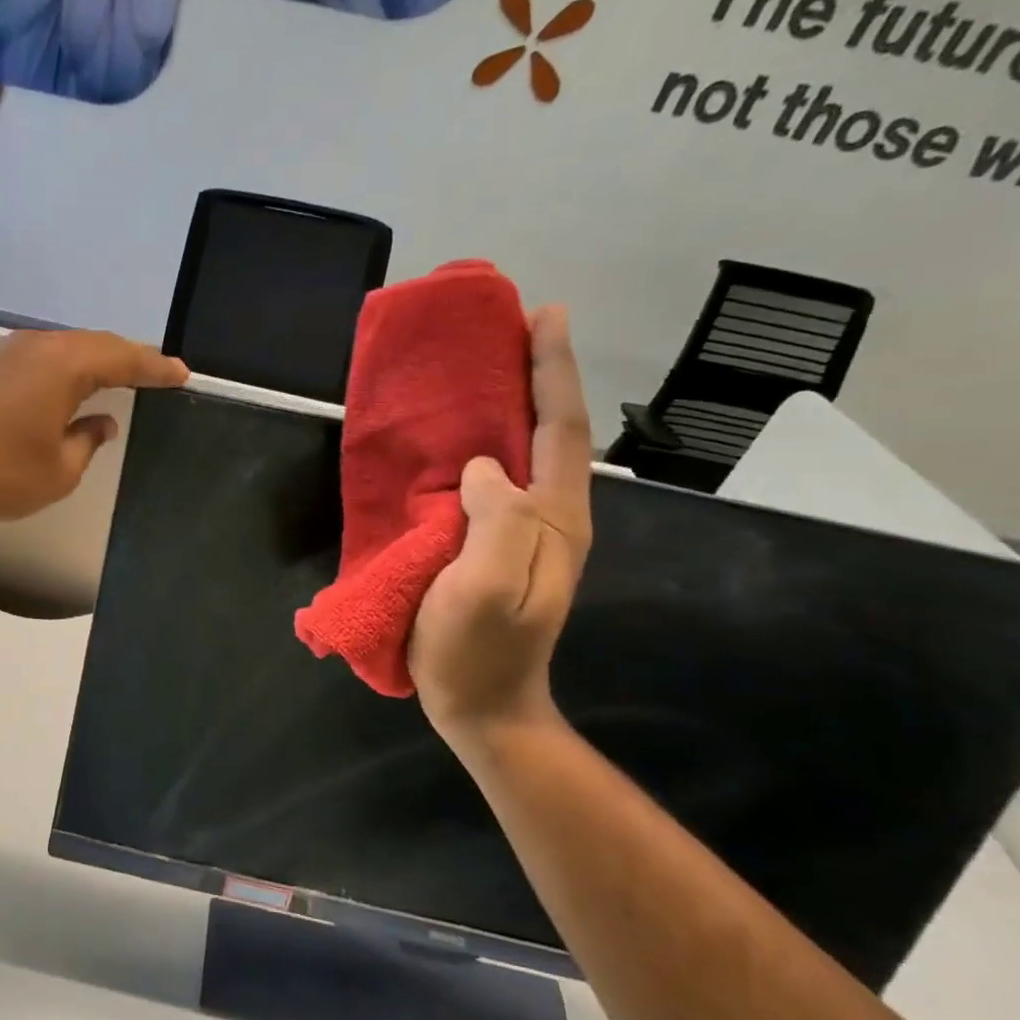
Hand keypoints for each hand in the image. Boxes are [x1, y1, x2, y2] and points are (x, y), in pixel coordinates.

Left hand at [0, 328, 187, 525]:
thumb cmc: (0, 474)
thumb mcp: (61, 469)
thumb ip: (89, 440)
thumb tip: (102, 422)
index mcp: (64, 365)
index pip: (123, 359)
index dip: (155, 368)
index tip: (182, 374)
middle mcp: (39, 347)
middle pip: (96, 344)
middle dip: (130, 359)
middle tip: (159, 374)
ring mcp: (10, 353)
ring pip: (69, 348)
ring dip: (99, 361)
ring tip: (126, 376)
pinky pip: (45, 358)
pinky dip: (70, 369)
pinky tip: (77, 386)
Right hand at [408, 307, 593, 749]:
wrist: (479, 704)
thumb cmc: (477, 650)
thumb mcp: (489, 589)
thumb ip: (498, 523)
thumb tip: (483, 470)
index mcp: (555, 519)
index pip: (560, 430)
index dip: (552, 371)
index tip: (543, 315)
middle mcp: (550, 516)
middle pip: (550, 432)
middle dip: (538, 375)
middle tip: (509, 330)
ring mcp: (525, 534)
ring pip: (525, 454)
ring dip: (511, 406)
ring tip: (483, 370)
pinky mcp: (496, 547)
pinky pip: (495, 482)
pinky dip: (484, 446)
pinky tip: (459, 439)